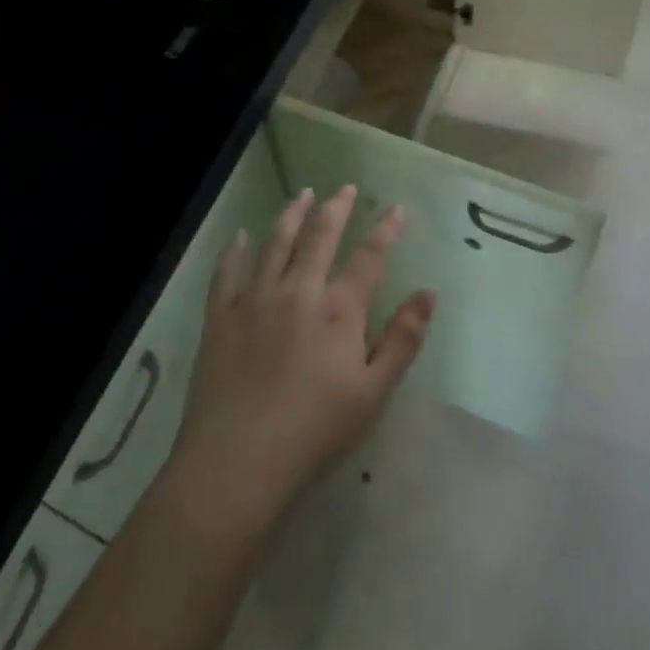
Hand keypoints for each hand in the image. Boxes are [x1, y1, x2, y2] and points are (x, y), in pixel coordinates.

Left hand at [167, 185, 435, 535]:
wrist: (238, 462)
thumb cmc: (316, 431)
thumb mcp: (374, 391)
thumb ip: (403, 339)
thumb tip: (428, 293)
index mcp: (338, 310)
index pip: (369, 257)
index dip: (385, 230)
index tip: (396, 208)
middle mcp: (298, 291)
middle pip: (319, 238)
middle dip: (335, 208)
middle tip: (344, 187)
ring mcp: (255, 300)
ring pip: (275, 244)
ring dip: (291, 215)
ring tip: (301, 194)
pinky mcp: (221, 318)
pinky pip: (228, 272)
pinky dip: (236, 250)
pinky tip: (240, 236)